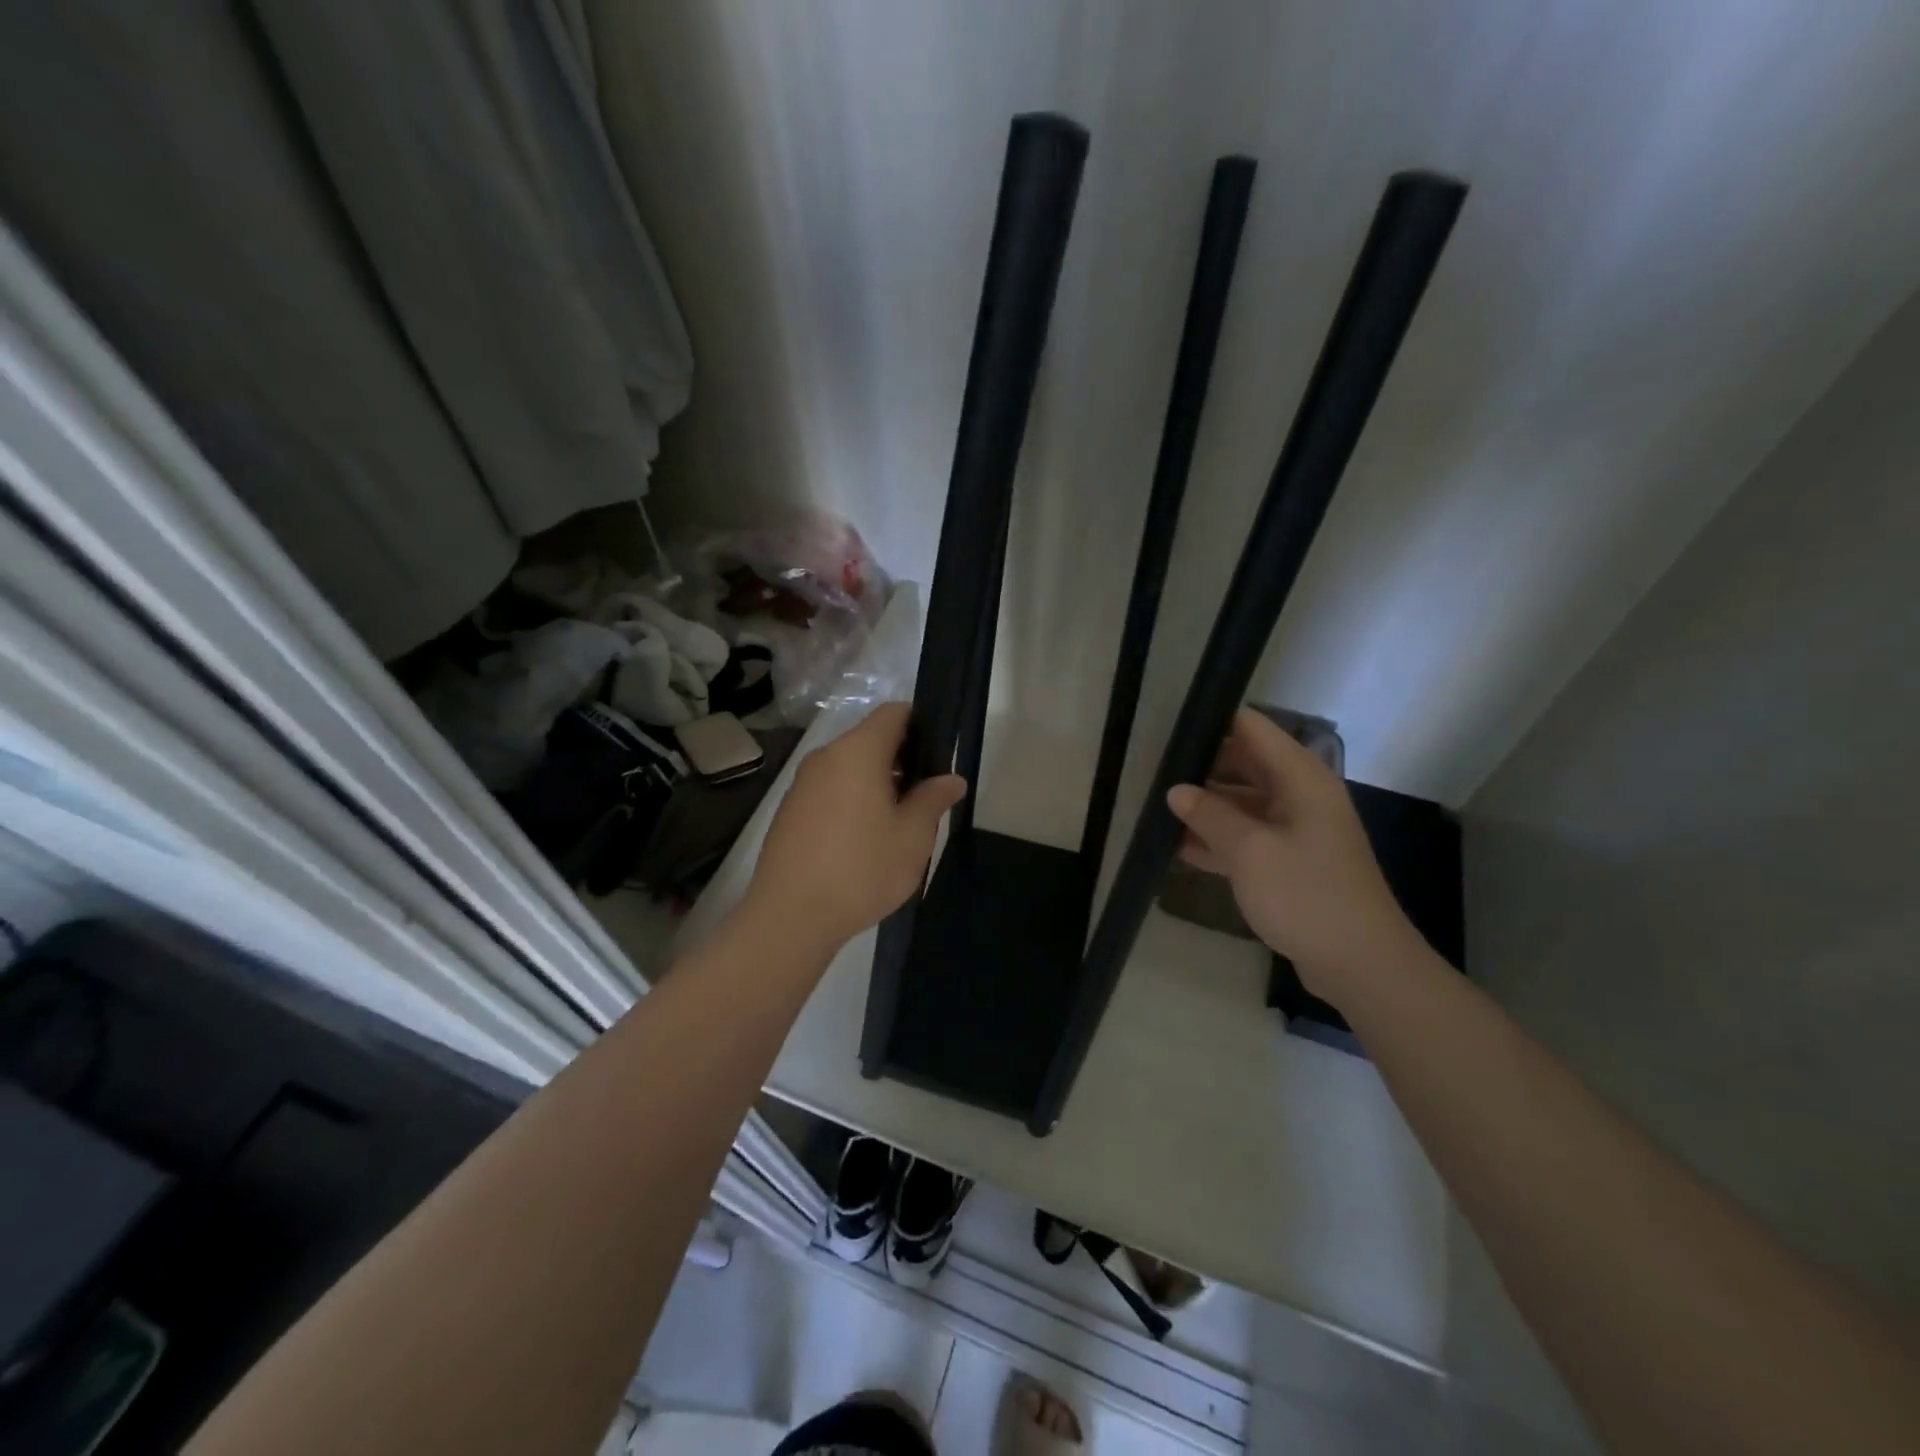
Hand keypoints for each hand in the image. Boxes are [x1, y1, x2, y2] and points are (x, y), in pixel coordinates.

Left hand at [747, 702, 966, 950]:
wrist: (790, 916)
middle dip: (902, 760)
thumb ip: (933, 799)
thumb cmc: (862, 868)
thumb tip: (951, 778)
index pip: (894, 713)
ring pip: (850, 767)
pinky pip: (830, 790)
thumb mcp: (912, 836)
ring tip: (897, 824)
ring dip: (877, 783)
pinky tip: (863, 841)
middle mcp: (826, 757)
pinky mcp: (789, 811)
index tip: (939, 758)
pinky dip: (852, 801)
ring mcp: (802, 784)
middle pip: (871, 740)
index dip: (921, 726)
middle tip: (926, 798)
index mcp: (858, 752)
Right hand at [1166, 708, 1420, 1002]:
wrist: (1360, 964)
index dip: (1213, 722)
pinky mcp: (1289, 863)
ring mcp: (1295, 831)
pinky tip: (1178, 847)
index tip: (1169, 730)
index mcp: (1301, 778)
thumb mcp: (1250, 851)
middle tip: (1153, 771)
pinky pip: (1247, 838)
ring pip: (1242, 803)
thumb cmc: (1307, 895)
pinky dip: (1217, 839)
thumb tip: (1176, 790)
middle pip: (1245, 764)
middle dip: (1202, 766)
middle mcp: (1300, 796)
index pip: (1252, 728)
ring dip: (1205, 806)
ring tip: (1156, 807)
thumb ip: (1210, 815)